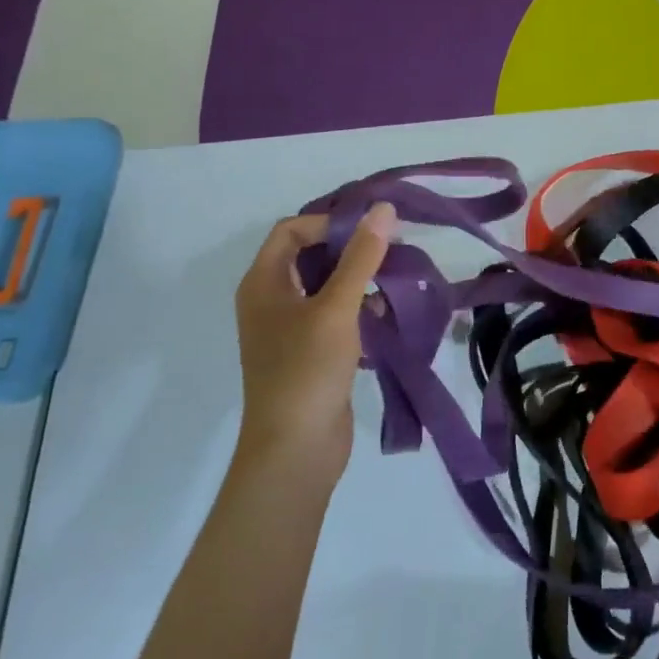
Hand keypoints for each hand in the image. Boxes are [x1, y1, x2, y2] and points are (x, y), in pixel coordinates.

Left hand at [233, 204, 394, 474]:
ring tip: (394, 279)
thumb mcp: (336, 308)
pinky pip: (334, 315)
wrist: (295, 450)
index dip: (330, 223)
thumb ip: (361, 257)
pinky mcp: (310, 353)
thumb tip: (383, 209)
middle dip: (350, 249)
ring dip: (358, 279)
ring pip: (326, 286)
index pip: (292, 230)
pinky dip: (358, 308)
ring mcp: (289, 329)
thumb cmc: (307, 370)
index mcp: (263, 284)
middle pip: (310, 256)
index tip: (371, 231)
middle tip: (392, 249)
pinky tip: (385, 314)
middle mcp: (271, 300)